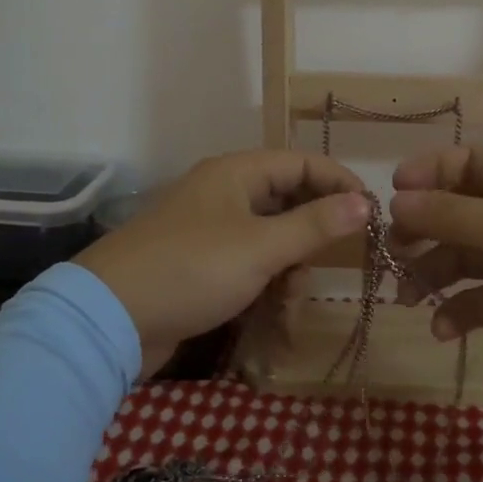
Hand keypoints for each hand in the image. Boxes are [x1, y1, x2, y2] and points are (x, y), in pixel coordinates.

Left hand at [76, 151, 370, 374]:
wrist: (111, 318)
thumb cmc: (192, 270)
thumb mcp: (261, 247)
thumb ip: (315, 225)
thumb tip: (364, 202)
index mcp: (235, 173)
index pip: (301, 163)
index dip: (339, 182)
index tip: (371, 212)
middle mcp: (222, 193)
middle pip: (285, 198)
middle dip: (315, 226)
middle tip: (343, 253)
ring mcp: (207, 229)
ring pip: (268, 233)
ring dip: (292, 259)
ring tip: (302, 290)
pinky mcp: (198, 263)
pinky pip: (246, 260)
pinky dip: (266, 277)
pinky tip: (278, 304)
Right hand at [389, 147, 482, 403]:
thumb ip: (447, 214)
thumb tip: (396, 201)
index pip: (466, 164)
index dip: (427, 174)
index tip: (392, 195)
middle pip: (456, 214)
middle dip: (422, 232)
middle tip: (392, 252)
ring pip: (463, 260)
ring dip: (432, 276)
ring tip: (406, 297)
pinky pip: (480, 301)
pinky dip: (458, 312)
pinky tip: (443, 330)